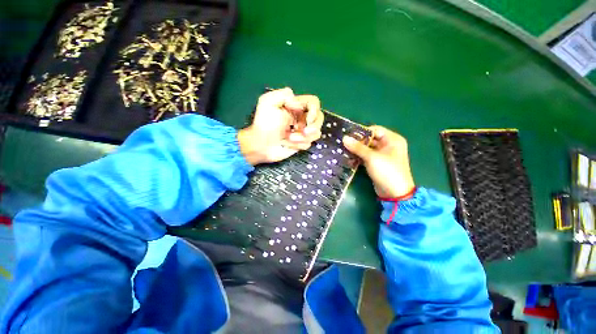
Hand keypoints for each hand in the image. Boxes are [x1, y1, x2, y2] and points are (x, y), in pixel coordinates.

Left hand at [238, 88, 323, 164]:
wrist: (260, 145)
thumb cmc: (264, 124)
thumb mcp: (268, 102)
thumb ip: (284, 94)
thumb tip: (299, 104)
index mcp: (295, 106)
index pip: (314, 103)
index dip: (314, 111)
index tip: (307, 119)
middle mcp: (300, 117)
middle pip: (319, 118)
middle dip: (313, 126)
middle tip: (303, 132)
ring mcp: (301, 131)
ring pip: (315, 133)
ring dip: (303, 137)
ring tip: (289, 139)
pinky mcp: (300, 143)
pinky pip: (308, 143)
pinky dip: (299, 145)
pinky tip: (288, 144)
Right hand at [343, 126, 414, 197]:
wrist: (394, 193)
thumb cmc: (387, 171)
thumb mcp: (372, 157)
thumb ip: (357, 147)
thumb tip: (344, 138)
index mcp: (392, 140)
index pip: (375, 130)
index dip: (362, 132)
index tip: (348, 135)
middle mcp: (388, 146)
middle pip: (370, 139)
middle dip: (357, 142)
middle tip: (343, 143)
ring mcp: (382, 156)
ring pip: (366, 149)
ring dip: (356, 150)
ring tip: (343, 150)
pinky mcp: (376, 164)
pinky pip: (366, 157)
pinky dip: (358, 158)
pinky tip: (348, 159)